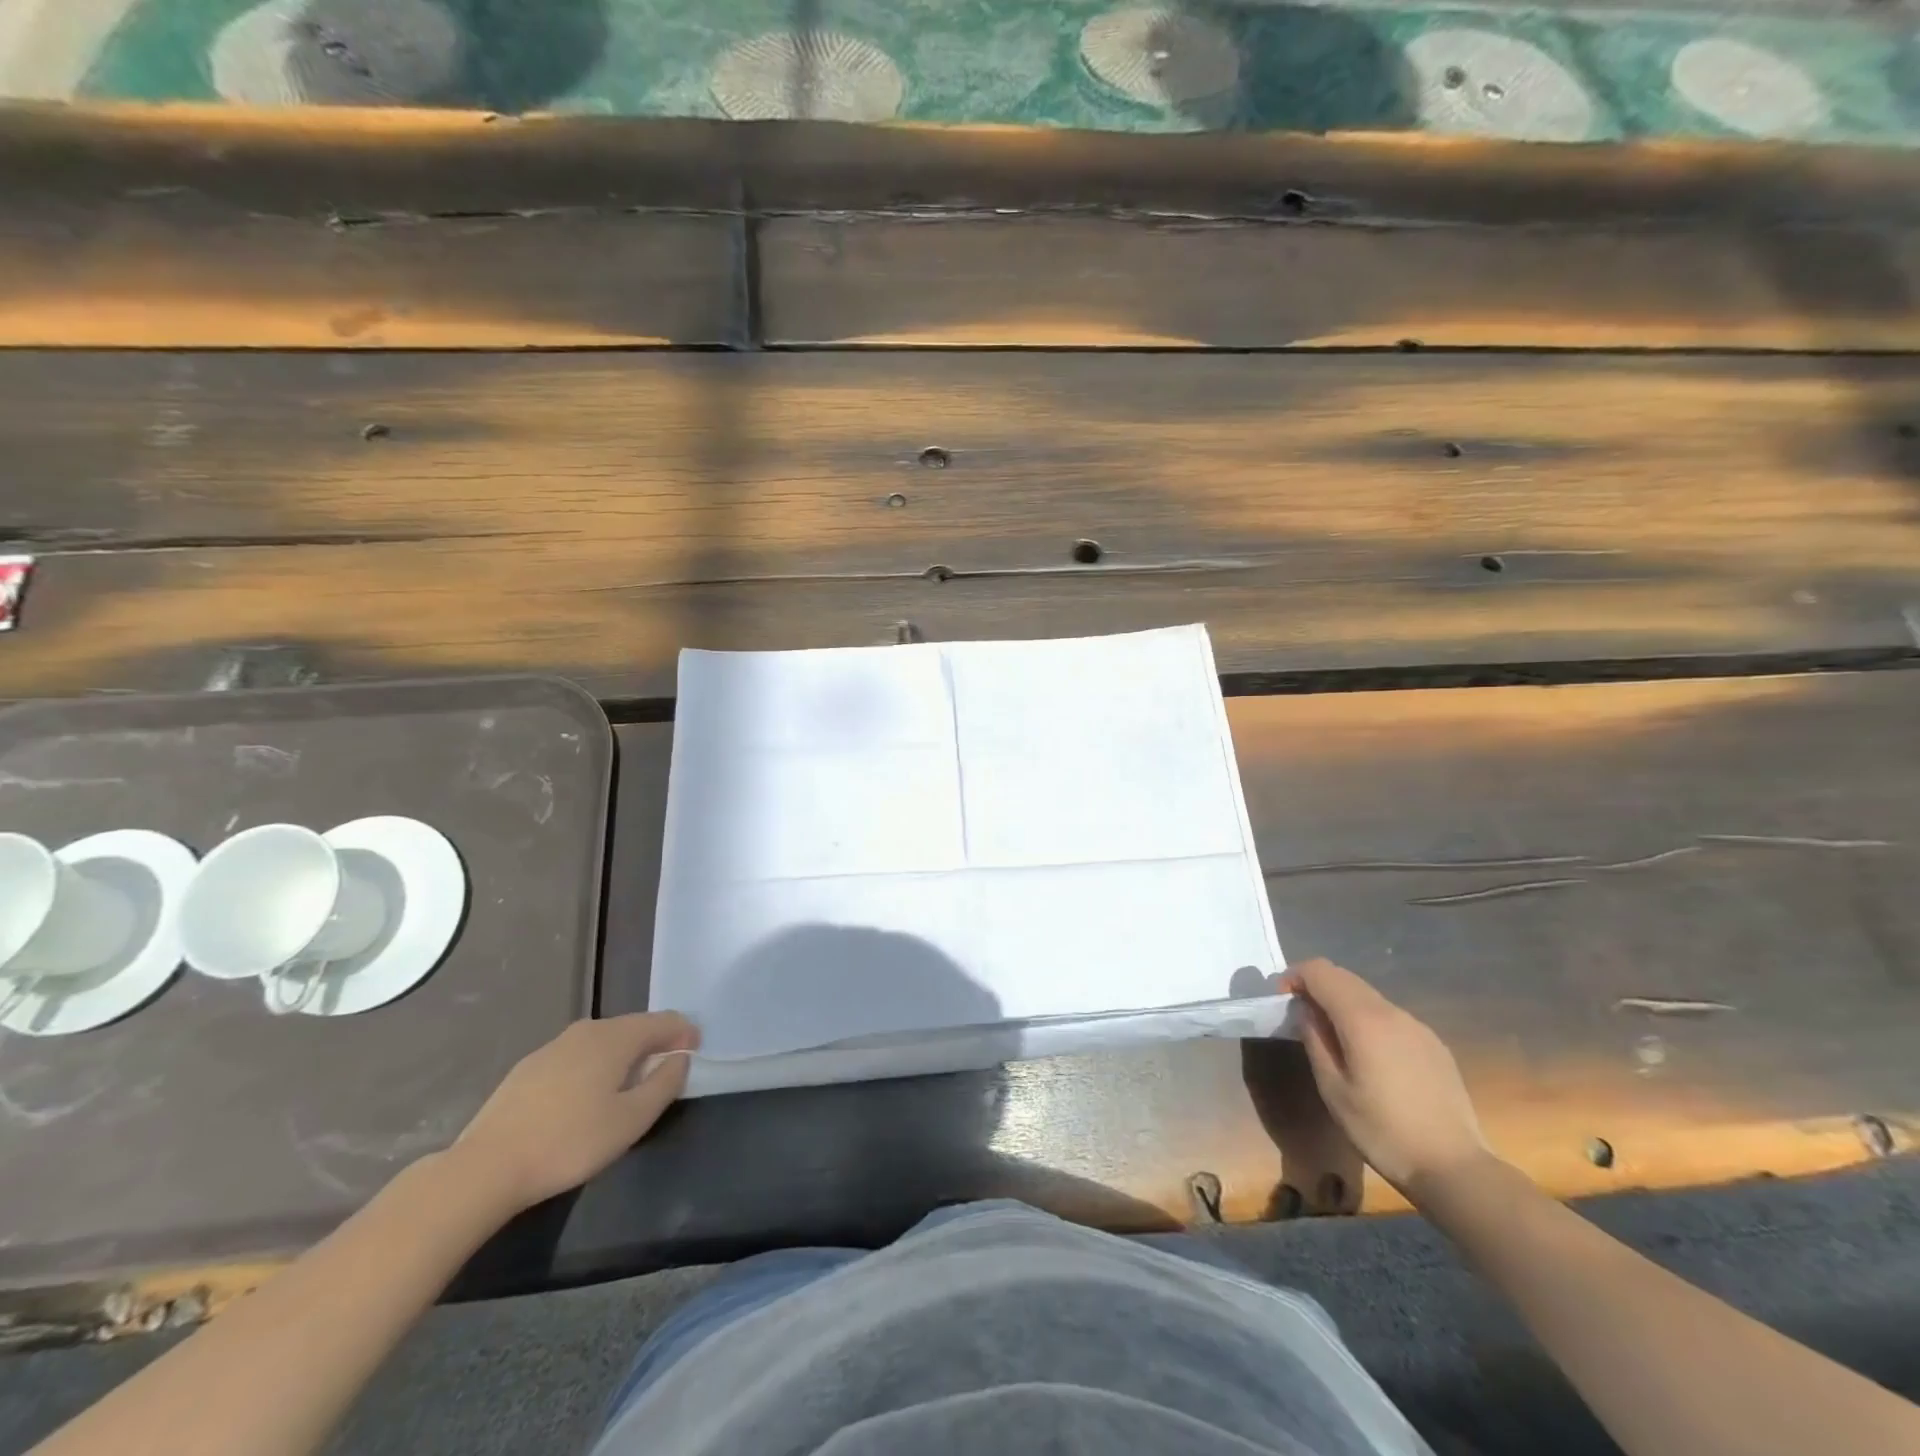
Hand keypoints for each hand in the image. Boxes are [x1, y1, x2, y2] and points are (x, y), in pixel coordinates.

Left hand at [450, 1012, 699, 1213]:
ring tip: (629, 1085)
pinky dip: (595, 1065)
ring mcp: (554, 1046)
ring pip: (604, 1041)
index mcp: (616, 1037)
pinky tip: (586, 1097)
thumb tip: (679, 1058)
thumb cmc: (569, 1143)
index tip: (695, 1055)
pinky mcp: (529, 1067)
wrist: (485, 1168)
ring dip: (624, 1055)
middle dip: (656, 1043)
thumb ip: (663, 1084)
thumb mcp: (630, 1121)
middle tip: (666, 1071)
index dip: (685, 1034)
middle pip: (634, 1027)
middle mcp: (587, 1030)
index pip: (664, 1021)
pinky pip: (578, 1055)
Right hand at [1278, 958, 1491, 1202]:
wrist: (1455, 1168)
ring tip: (1334, 1040)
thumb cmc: (1383, 1131)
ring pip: (1368, 996)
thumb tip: (1306, 1012)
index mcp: (1363, 1019)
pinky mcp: (1434, 1045)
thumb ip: (1315, 1040)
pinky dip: (1368, 1020)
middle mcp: (1392, 1012)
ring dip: (1343, 1004)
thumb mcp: (1333, 1089)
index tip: (1283, 1001)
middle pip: (1345, 978)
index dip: (1295, 977)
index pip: (1320, 971)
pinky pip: (1390, 1017)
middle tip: (1302, 1018)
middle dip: (1317, 987)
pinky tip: (1371, 1058)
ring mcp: (1417, 1027)